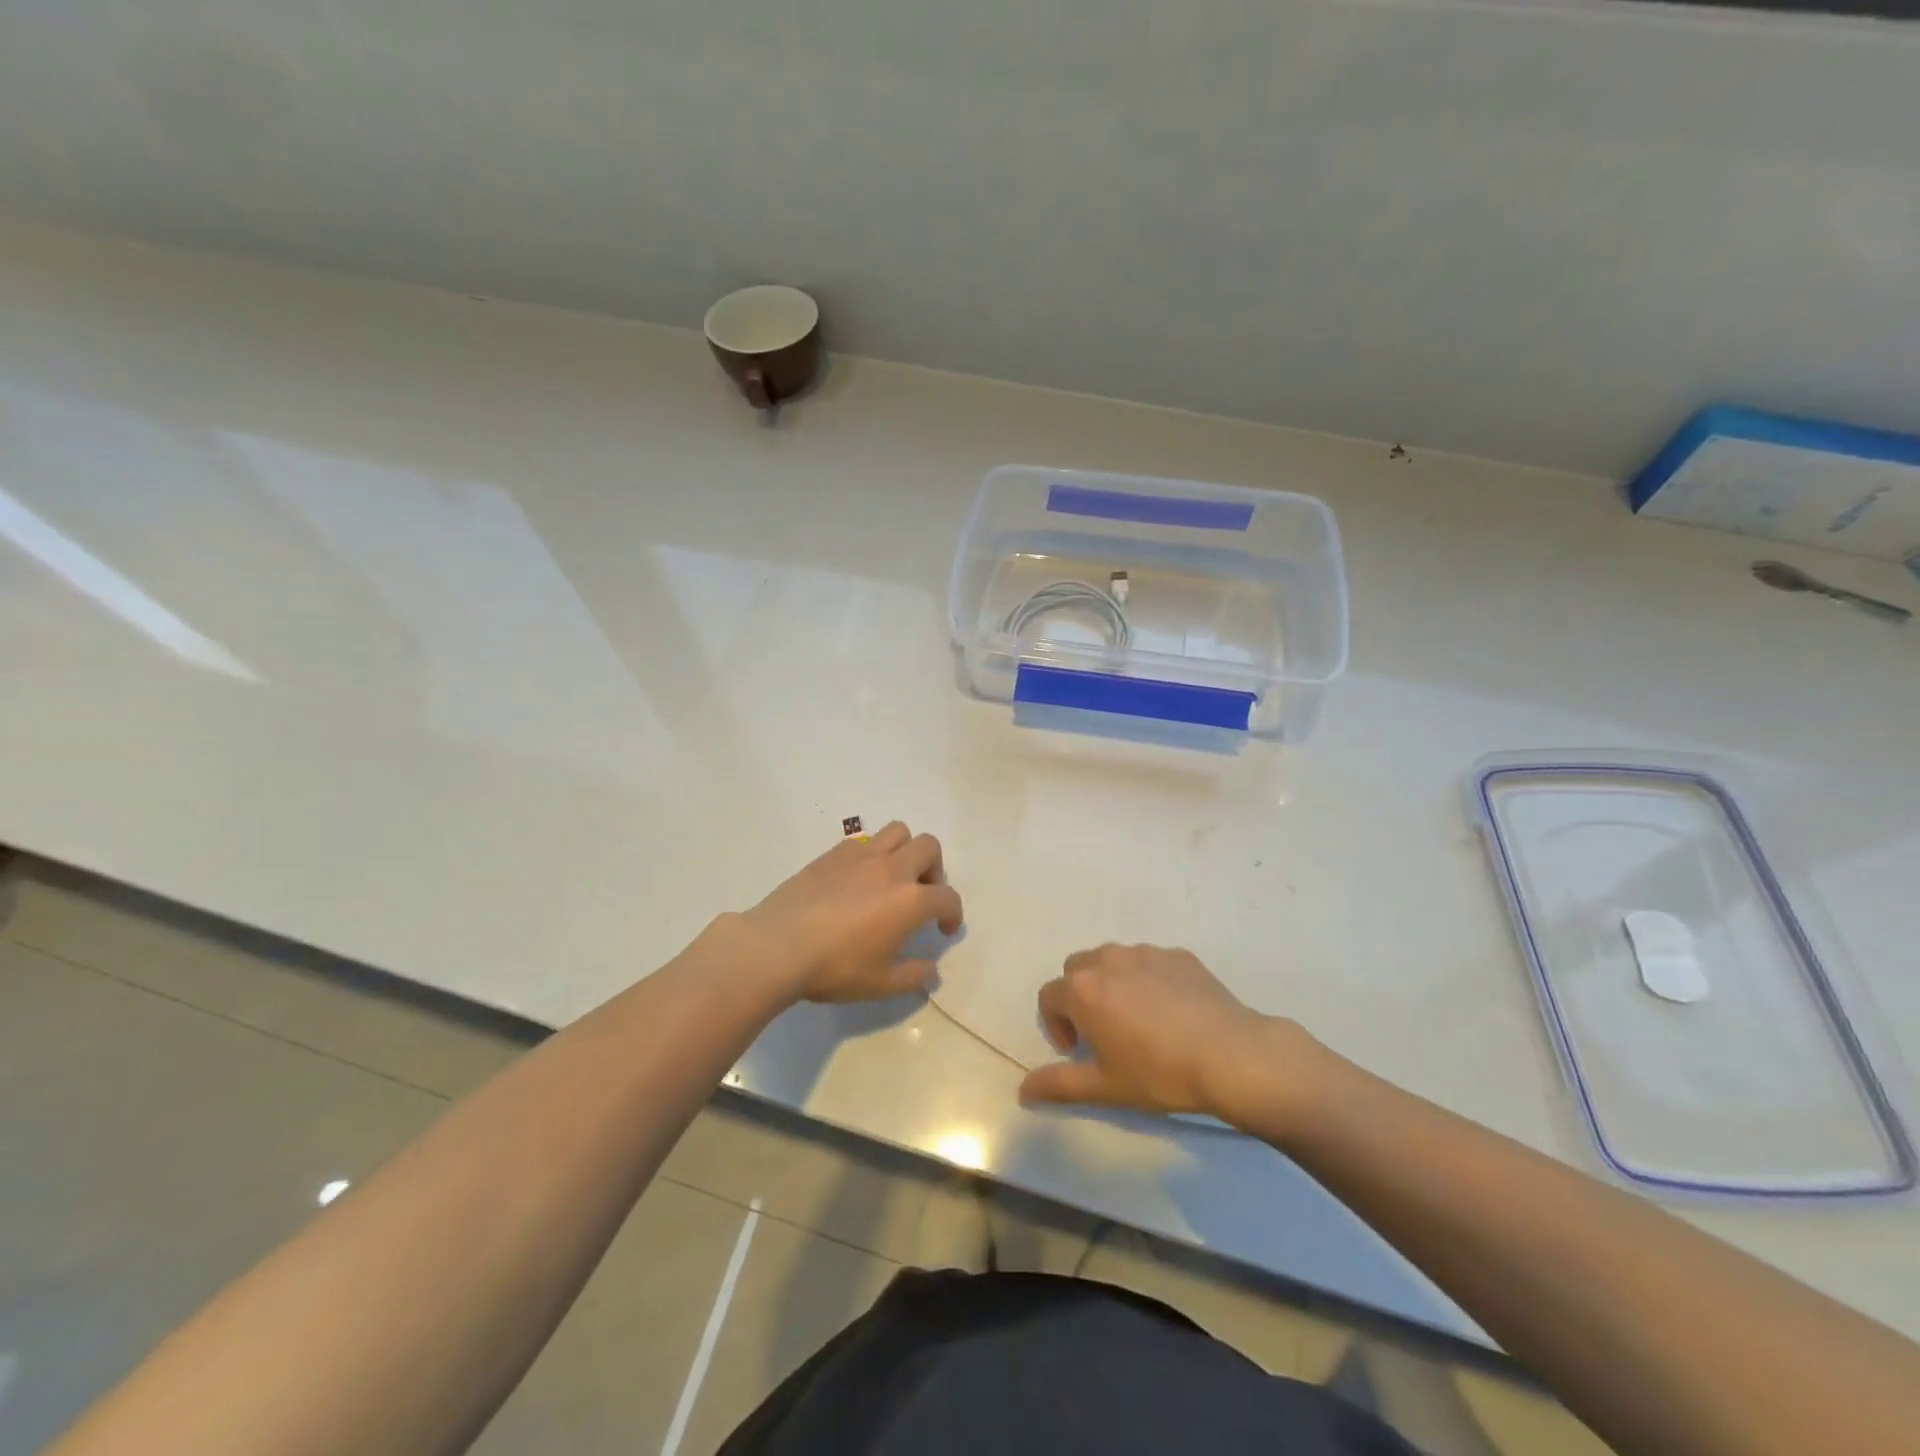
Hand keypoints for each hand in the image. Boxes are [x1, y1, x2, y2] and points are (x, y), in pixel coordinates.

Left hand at [737, 822, 963, 1003]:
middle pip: (929, 847)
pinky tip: (858, 878)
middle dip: (934, 869)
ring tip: (893, 877)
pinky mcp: (833, 854)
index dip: (953, 913)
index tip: (944, 929)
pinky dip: (872, 853)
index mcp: (911, 900)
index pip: (948, 897)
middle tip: (921, 895)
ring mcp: (861, 856)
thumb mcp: (881, 984)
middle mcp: (892, 869)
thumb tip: (931, 967)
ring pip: (898, 831)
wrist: (778, 946)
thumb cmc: (835, 967)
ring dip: (905, 850)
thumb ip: (913, 975)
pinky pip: (864, 840)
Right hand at [1019, 943, 1320, 1123]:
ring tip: (1137, 1020)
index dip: (1056, 1025)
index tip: (1078, 1051)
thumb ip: (1058, 1084)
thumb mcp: (1105, 1086)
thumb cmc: (1159, 1073)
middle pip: (1077, 970)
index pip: (1049, 996)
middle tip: (1102, 1032)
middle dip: (1080, 997)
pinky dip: (1147, 979)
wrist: (1231, 1055)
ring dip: (1112, 984)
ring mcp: (1146, 952)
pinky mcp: (1178, 955)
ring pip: (1113, 961)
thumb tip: (1022, 1090)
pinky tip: (1171, 1012)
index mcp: (1083, 988)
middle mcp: (1108, 959)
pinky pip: (1149, 962)